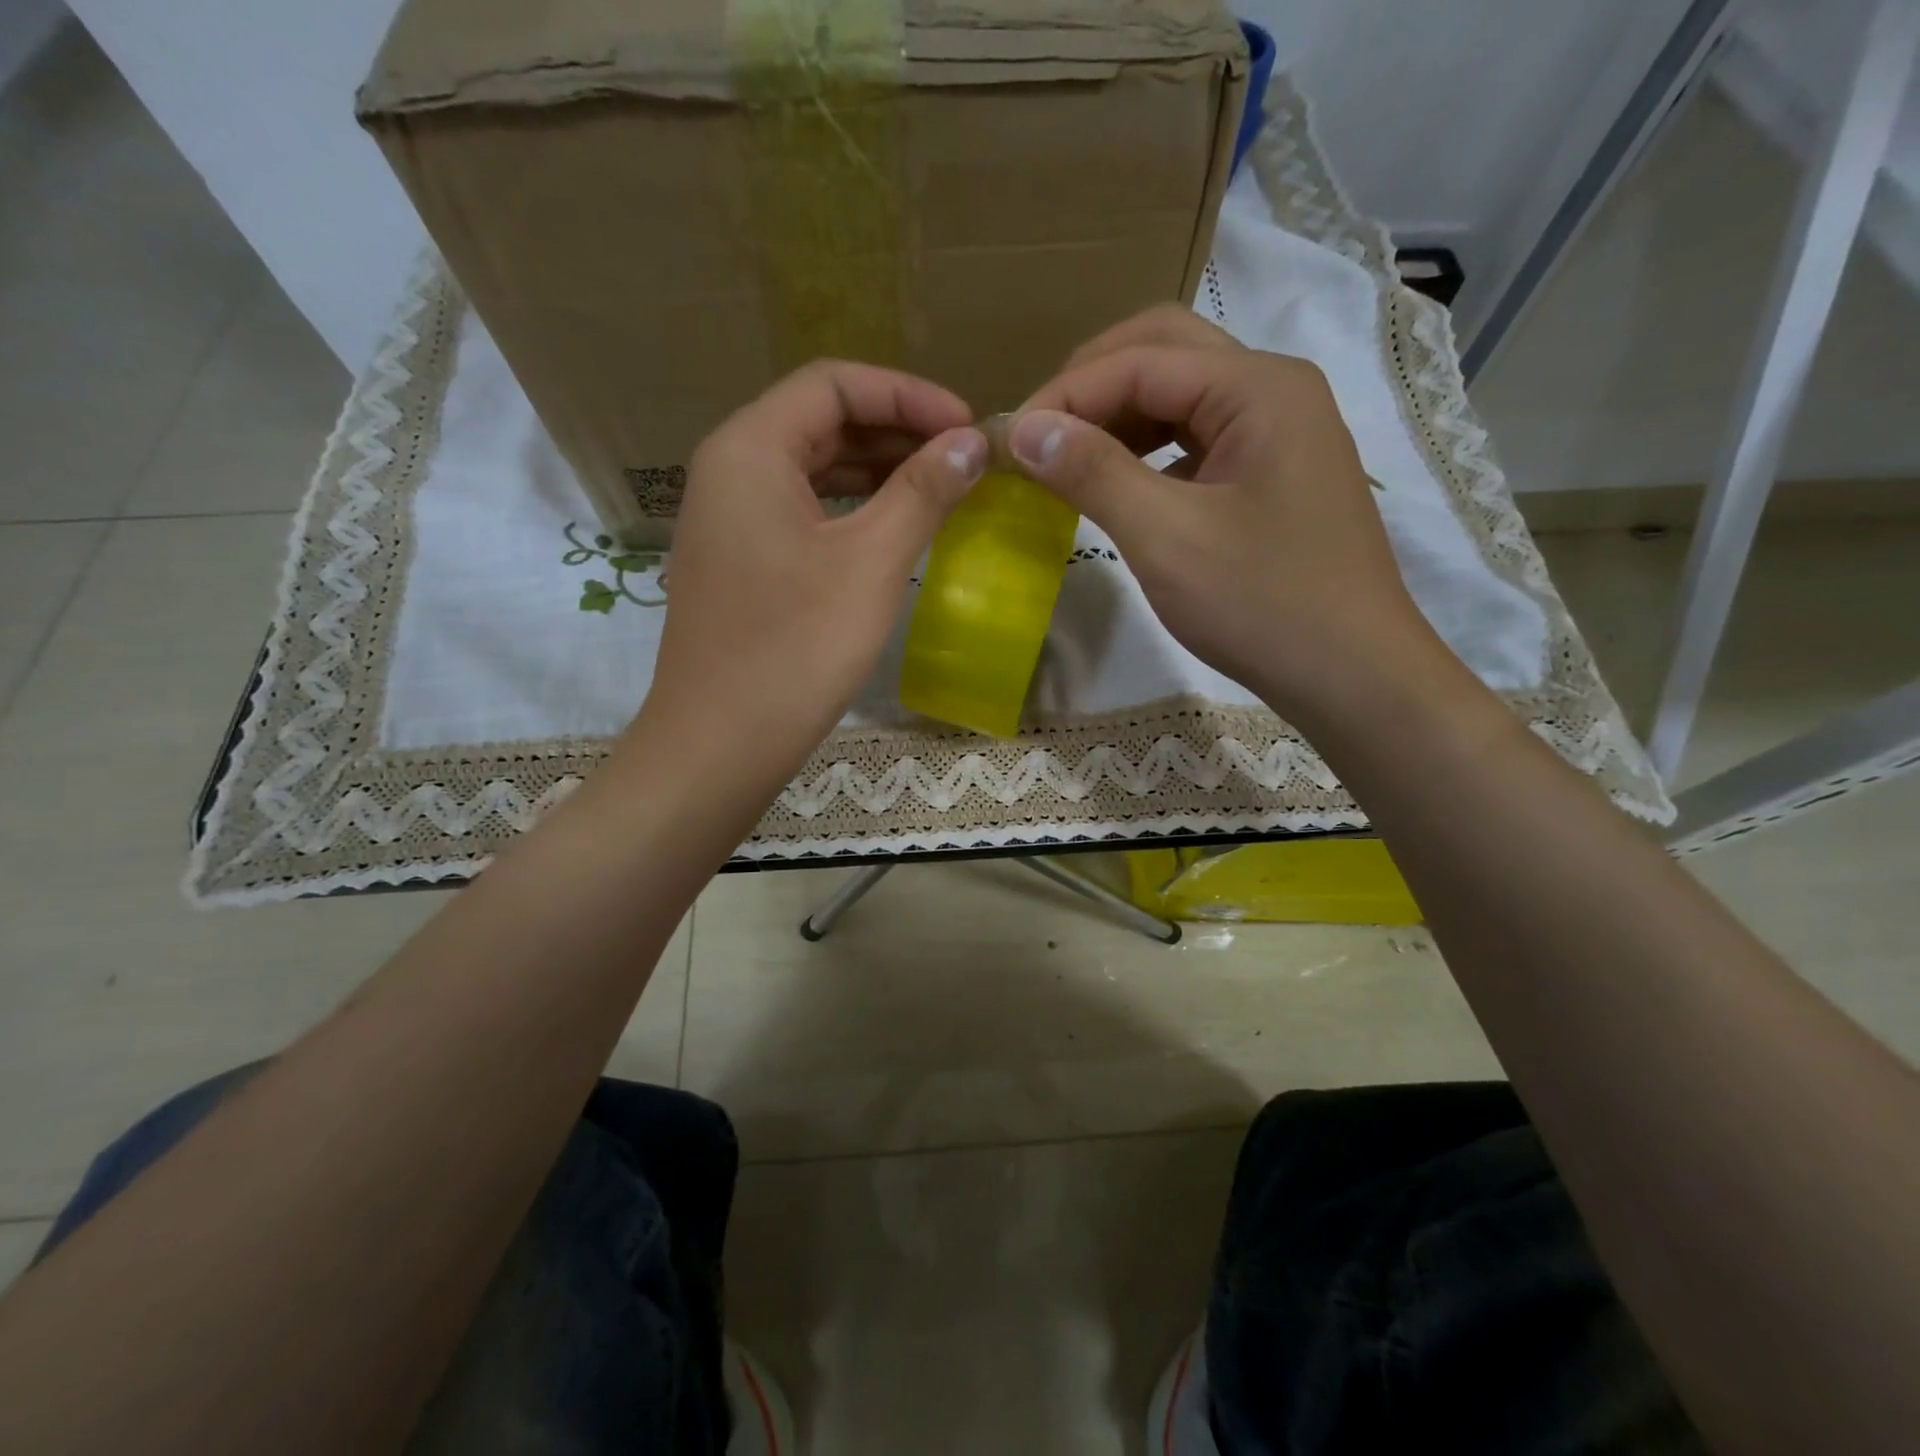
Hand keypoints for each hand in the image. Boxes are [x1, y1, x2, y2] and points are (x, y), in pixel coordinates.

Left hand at [630, 360, 986, 802]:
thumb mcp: (870, 563)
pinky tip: (894, 530)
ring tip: (941, 488)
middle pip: (821, 421)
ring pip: (813, 469)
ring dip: (878, 470)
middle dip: (896, 430)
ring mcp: (730, 520)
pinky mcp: (740, 562)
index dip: (908, 394)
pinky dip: (852, 510)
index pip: (834, 383)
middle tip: (962, 459)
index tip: (967, 426)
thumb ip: (923, 492)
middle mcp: (730, 469)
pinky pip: (803, 512)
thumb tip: (971, 443)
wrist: (720, 744)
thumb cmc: (795, 648)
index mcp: (749, 448)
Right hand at [1009, 306, 1462, 730]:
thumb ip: (1093, 473)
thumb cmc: (1263, 605)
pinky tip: (1118, 486)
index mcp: (1257, 387)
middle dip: (1091, 386)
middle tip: (1038, 434)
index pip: (1140, 360)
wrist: (1351, 674)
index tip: (1008, 442)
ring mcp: (1277, 431)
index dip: (1065, 394)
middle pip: (1164, 352)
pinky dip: (1147, 451)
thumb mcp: (1167, 537)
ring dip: (1117, 417)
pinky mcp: (1271, 472)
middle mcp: (1273, 389)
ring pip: (1180, 395)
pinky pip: (1196, 439)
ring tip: (1066, 459)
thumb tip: (1023, 428)